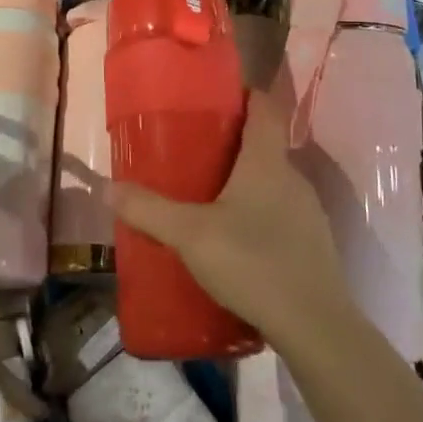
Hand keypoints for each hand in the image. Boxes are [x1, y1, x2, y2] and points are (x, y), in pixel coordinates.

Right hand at [111, 89, 353, 350]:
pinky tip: (234, 242)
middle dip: (232, 143)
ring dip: (243, 183)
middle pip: (264, 145)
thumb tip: (107, 188)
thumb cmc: (253, 262)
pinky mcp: (313, 245)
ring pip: (272, 183)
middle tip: (192, 152)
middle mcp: (292, 178)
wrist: (316, 327)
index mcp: (267, 162)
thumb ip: (148, 210)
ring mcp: (308, 213)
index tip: (214, 98)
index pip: (265, 107)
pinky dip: (258, 216)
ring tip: (207, 198)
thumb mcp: (189, 235)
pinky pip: (280, 215)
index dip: (245, 94)